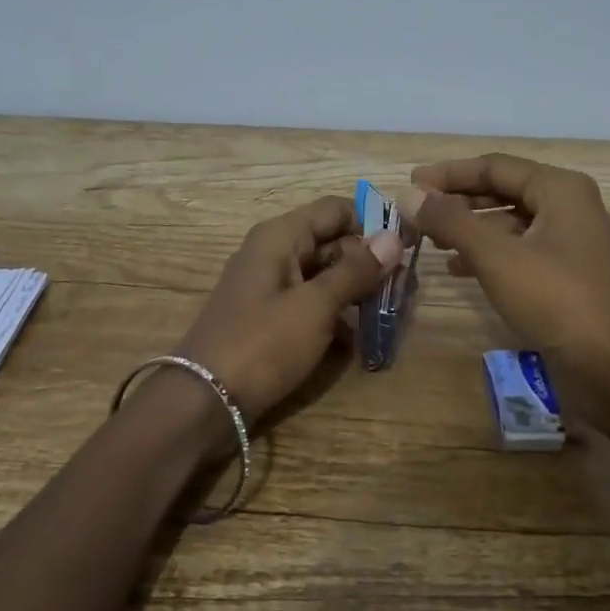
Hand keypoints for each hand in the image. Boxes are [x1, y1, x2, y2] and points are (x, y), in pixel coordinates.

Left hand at [172, 195, 402, 427]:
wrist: (204, 401)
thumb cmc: (262, 344)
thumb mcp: (315, 306)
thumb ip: (355, 271)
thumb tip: (393, 237)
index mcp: (280, 236)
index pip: (335, 209)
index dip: (371, 223)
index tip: (405, 248)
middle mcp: (273, 252)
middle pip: (330, 241)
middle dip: (366, 262)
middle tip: (402, 289)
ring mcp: (268, 286)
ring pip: (322, 275)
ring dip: (353, 291)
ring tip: (386, 314)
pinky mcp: (268, 318)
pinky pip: (308, 303)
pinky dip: (332, 315)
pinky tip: (354, 340)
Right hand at [396, 154, 609, 427]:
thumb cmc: (558, 301)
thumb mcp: (497, 257)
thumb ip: (451, 221)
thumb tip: (409, 193)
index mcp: (560, 189)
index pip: (494, 166)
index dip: (449, 173)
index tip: (410, 183)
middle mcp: (569, 207)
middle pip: (503, 191)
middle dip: (458, 201)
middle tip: (417, 213)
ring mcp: (572, 242)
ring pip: (510, 223)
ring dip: (470, 229)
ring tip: (431, 241)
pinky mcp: (568, 275)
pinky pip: (520, 250)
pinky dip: (488, 254)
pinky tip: (458, 269)